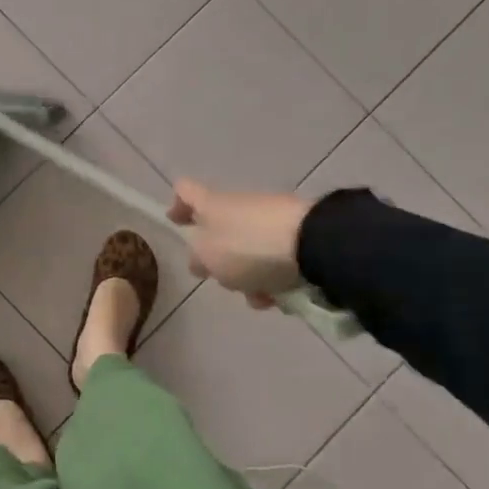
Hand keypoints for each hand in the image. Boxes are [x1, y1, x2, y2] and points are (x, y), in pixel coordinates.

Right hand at [167, 182, 311, 308]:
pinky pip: (274, 260)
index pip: (186, 191)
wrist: (313, 243)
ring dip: (249, 278)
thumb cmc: (249, 248)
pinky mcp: (297, 235)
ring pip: (248, 252)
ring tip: (261, 297)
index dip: (177, 204)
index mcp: (212, 204)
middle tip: (223, 280)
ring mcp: (270, 219)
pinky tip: (281, 297)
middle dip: (220, 262)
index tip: (175, 222)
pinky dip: (273, 279)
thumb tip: (199, 259)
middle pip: (219, 231)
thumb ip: (197, 258)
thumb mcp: (208, 256)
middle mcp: (239, 206)